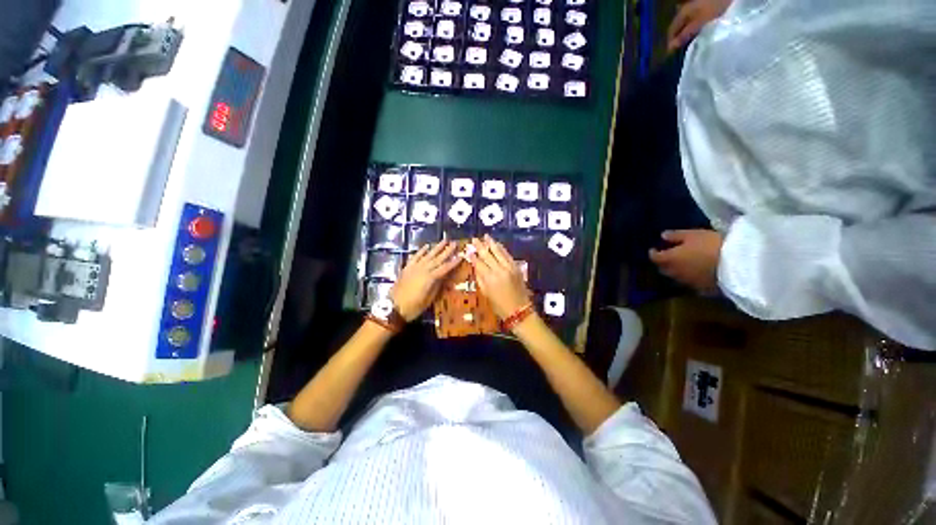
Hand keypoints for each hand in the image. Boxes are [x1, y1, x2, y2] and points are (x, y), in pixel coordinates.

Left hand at [391, 240, 460, 320]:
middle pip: (437, 259)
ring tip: (444, 240)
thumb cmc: (413, 307)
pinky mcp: (407, 268)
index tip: (461, 255)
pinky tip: (426, 246)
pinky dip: (421, 251)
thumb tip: (444, 277)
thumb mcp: (429, 299)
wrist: (393, 307)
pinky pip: (415, 257)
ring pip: (427, 255)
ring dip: (436, 247)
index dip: (453, 262)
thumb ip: (437, 286)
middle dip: (447, 251)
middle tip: (455, 243)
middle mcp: (423, 270)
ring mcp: (414, 267)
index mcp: (430, 278)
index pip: (445, 268)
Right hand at [469, 235, 531, 319]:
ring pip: (498, 252)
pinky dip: (502, 248)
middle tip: (474, 239)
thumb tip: (475, 266)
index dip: (473, 256)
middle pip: (487, 254)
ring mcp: (509, 267)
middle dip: (480, 246)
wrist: (519, 310)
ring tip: (486, 236)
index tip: (468, 250)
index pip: (479, 263)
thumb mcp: (486, 293)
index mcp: (489, 279)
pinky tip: (497, 244)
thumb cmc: (499, 305)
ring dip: (491, 243)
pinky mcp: (516, 267)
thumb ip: (480, 278)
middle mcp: (499, 270)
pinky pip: (507, 255)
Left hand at [649, 229, 723, 292]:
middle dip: (663, 263)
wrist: (738, 266)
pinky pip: (692, 284)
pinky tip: (697, 274)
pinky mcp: (703, 290)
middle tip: (667, 256)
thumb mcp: (693, 235)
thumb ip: (676, 236)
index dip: (653, 253)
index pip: (655, 258)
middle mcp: (675, 273)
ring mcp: (688, 283)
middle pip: (664, 269)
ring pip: (677, 277)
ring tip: (682, 264)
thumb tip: (663, 236)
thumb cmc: (712, 245)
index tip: (654, 249)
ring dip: (676, 271)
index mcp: (670, 259)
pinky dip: (691, 278)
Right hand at [667, 0, 731, 51]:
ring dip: (688, 35)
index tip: (672, 55)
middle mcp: (687, 10)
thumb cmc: (715, 7)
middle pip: (679, 27)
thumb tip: (671, 48)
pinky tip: (700, 35)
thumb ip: (686, 34)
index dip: (670, 43)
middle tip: (682, 51)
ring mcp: (696, 8)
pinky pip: (696, 22)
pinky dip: (696, 30)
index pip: (671, 31)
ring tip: (691, 45)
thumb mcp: (700, 22)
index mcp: (683, 12)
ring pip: (688, 25)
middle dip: (679, 39)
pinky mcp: (705, 9)